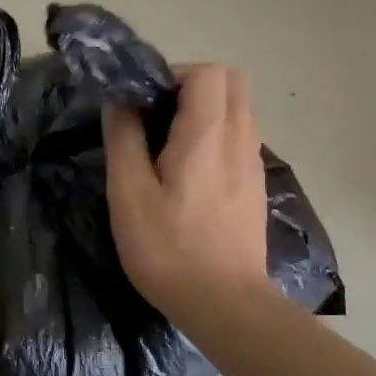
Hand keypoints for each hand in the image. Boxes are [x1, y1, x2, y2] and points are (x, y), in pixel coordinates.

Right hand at [103, 65, 270, 324]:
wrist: (225, 304)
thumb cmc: (169, 249)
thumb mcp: (129, 194)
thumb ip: (123, 138)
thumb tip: (120, 101)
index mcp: (209, 133)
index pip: (207, 71)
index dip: (172, 75)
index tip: (144, 104)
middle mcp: (241, 137)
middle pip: (231, 81)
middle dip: (192, 86)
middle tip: (157, 118)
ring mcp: (254, 162)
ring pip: (238, 109)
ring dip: (205, 111)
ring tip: (169, 147)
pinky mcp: (256, 185)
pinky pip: (240, 137)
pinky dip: (217, 136)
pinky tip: (190, 175)